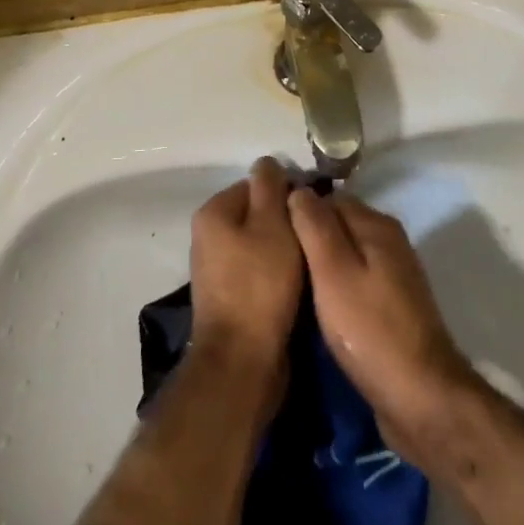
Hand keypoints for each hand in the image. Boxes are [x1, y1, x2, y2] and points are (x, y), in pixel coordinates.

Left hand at [188, 157, 303, 398]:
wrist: (242, 361)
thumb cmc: (260, 285)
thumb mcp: (272, 225)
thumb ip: (271, 187)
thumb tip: (267, 162)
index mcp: (213, 212)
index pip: (256, 184)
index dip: (286, 193)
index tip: (313, 210)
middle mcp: (208, 236)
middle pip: (257, 214)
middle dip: (286, 222)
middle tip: (315, 236)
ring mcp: (216, 269)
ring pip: (260, 244)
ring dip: (284, 250)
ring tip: (311, 260)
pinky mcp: (229, 298)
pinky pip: (258, 272)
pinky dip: (277, 274)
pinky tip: (298, 285)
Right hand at [288, 189, 474, 456]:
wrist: (421, 398)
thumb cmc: (370, 329)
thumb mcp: (333, 271)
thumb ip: (314, 225)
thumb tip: (298, 189)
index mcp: (376, 224)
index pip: (326, 198)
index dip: (296, 211)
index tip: (269, 233)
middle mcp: (388, 241)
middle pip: (337, 224)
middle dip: (308, 238)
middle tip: (275, 261)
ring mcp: (394, 274)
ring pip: (346, 254)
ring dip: (320, 265)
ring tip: (289, 284)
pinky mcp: (392, 305)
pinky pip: (355, 280)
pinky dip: (335, 287)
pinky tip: (317, 307)